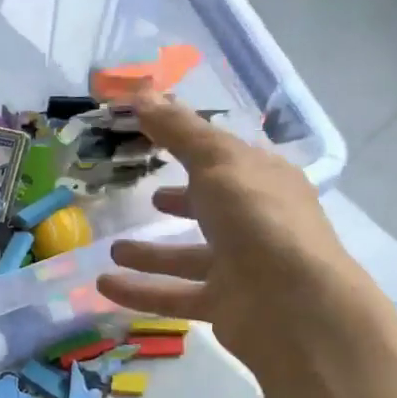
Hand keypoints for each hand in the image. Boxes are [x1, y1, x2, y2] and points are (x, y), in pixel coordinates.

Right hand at [97, 92, 366, 372]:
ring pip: (189, 257)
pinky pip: (174, 295)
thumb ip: (178, 130)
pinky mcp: (224, 305)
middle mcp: (256, 222)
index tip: (155, 139)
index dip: (193, 146)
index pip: (226, 158)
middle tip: (148, 196)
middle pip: (213, 208)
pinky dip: (140, 291)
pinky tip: (104, 285)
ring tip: (113, 249)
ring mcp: (242, 267)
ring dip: (152, 254)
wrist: (292, 305)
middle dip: (183, 202)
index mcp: (264, 181)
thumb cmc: (258, 218)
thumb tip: (141, 92)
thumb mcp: (216, 162)